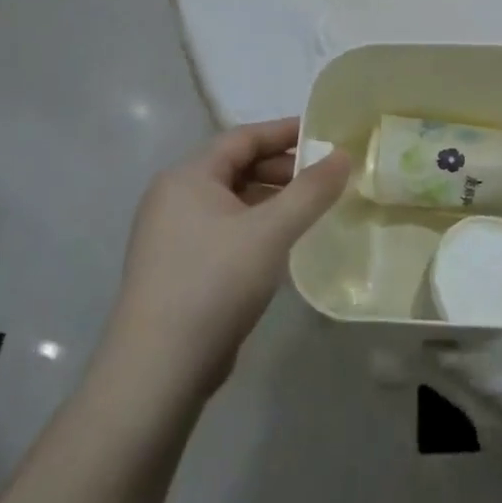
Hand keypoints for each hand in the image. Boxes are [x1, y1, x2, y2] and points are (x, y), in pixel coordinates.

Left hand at [110, 118, 351, 392]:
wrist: (157, 370)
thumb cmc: (214, 283)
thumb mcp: (271, 231)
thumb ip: (311, 191)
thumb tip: (343, 155)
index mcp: (187, 177)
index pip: (242, 137)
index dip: (284, 132)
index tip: (324, 135)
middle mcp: (173, 198)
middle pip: (236, 167)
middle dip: (281, 169)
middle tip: (324, 178)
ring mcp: (171, 235)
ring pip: (231, 201)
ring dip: (271, 199)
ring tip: (310, 210)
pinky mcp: (177, 268)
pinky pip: (224, 229)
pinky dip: (255, 226)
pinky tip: (281, 244)